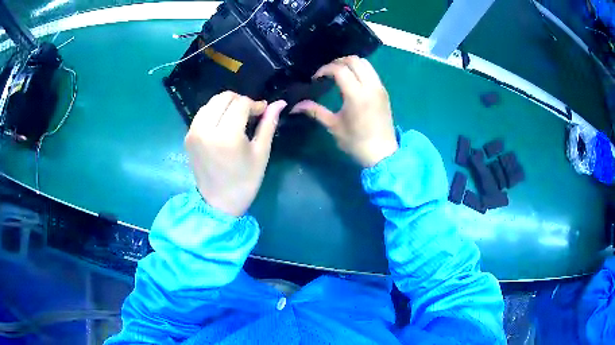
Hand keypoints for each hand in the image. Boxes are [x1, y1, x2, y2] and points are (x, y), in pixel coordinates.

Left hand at [185, 91, 286, 216]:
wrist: (218, 203)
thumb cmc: (244, 182)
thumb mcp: (261, 153)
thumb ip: (268, 124)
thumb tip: (280, 103)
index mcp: (226, 135)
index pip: (241, 103)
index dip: (255, 104)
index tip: (263, 111)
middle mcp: (206, 129)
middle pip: (223, 98)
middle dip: (240, 101)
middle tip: (250, 114)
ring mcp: (194, 132)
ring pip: (211, 103)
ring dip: (226, 105)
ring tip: (236, 118)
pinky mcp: (188, 137)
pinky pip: (202, 114)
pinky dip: (214, 113)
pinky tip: (223, 125)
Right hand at [291, 56, 397, 167]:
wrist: (382, 154)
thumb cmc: (356, 142)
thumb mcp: (333, 126)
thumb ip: (315, 111)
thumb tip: (295, 106)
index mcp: (356, 95)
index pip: (340, 69)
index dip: (325, 69)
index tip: (316, 78)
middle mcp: (370, 86)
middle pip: (354, 60)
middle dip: (337, 62)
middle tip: (326, 72)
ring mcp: (379, 87)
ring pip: (365, 63)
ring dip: (350, 64)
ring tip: (339, 74)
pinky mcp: (384, 91)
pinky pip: (371, 72)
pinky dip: (360, 70)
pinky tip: (352, 81)